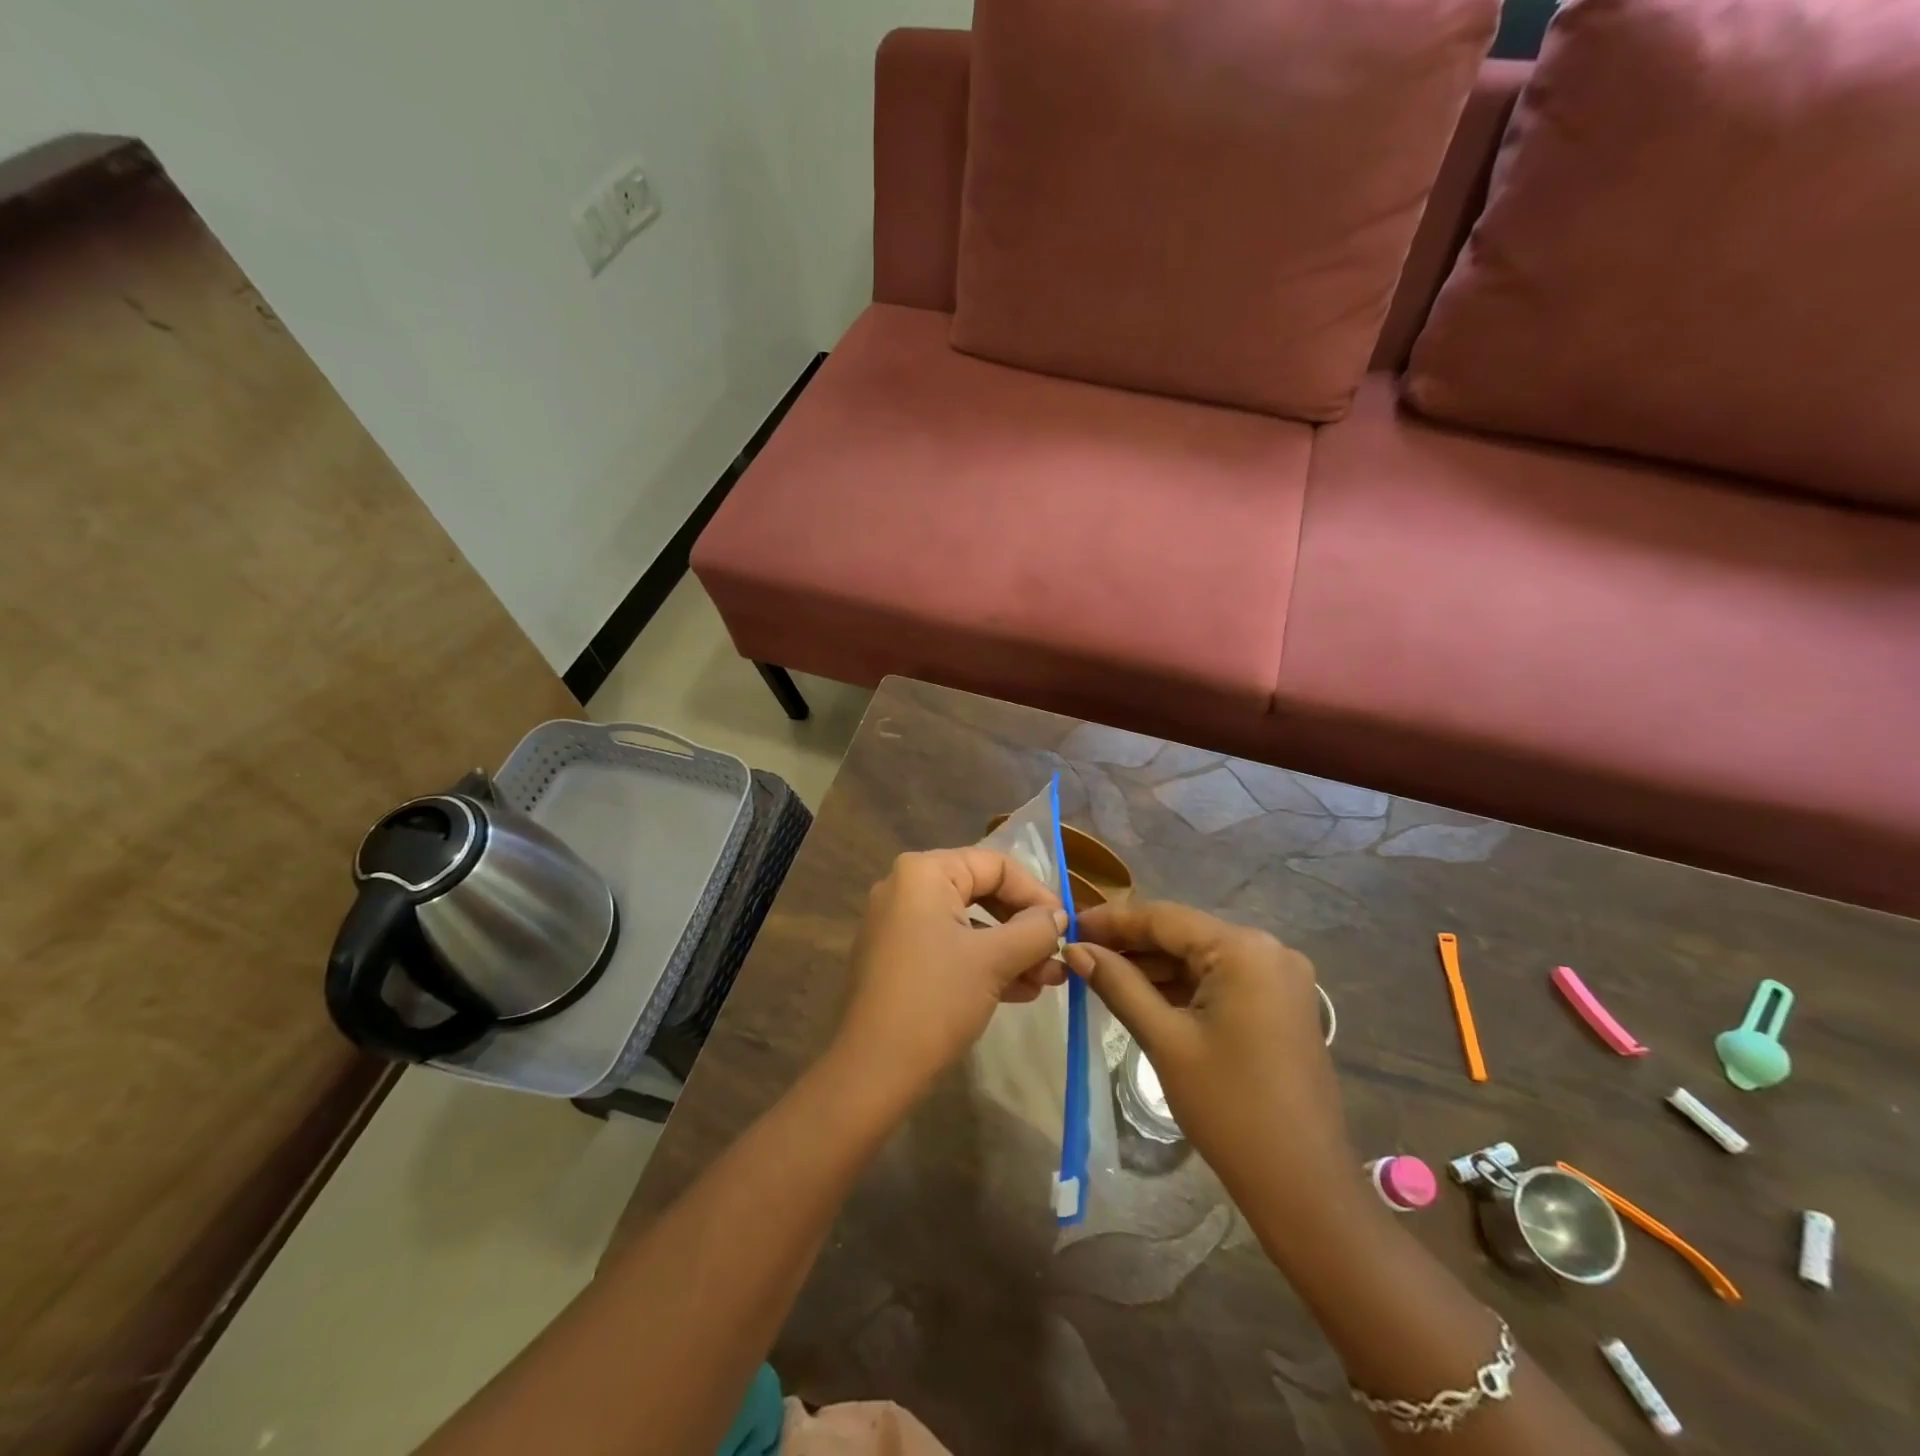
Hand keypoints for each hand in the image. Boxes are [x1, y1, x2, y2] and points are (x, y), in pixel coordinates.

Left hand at [834, 849, 1067, 1103]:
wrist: (873, 1070)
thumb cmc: (936, 999)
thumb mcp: (994, 960)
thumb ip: (1035, 930)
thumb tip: (1060, 916)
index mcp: (924, 872)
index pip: (995, 865)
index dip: (1036, 893)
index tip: (1066, 926)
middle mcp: (906, 888)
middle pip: (983, 892)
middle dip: (1025, 927)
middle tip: (1059, 955)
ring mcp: (899, 924)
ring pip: (969, 925)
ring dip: (1012, 950)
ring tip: (1049, 980)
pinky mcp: (898, 959)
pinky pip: (951, 947)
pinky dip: (985, 964)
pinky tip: (1022, 991)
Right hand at [1065, 901, 1352, 1198]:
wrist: (1302, 1186)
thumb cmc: (1228, 1108)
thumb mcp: (1165, 1040)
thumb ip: (1118, 985)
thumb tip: (1075, 949)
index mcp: (1244, 950)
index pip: (1164, 918)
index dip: (1113, 920)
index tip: (1070, 926)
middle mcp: (1268, 950)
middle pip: (1184, 935)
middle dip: (1132, 944)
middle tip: (1080, 952)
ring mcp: (1279, 978)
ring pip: (1200, 958)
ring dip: (1154, 966)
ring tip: (1101, 973)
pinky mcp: (1280, 1004)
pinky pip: (1221, 980)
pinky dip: (1182, 986)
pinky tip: (1143, 994)